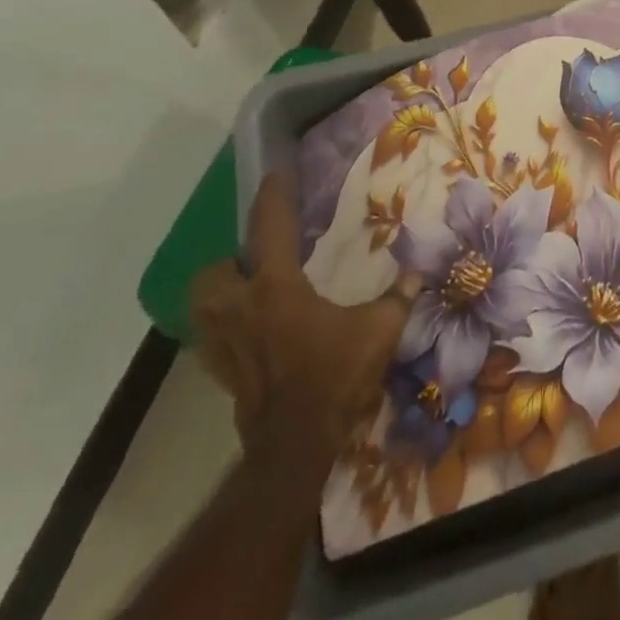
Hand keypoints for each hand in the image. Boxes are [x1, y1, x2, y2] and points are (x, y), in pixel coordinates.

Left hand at [192, 168, 417, 484]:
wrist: (295, 445)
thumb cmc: (334, 377)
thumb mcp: (379, 330)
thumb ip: (398, 297)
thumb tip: (418, 272)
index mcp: (276, 288)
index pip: (269, 228)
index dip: (274, 197)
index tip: (277, 174)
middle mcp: (241, 308)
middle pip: (214, 272)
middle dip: (230, 259)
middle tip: (260, 259)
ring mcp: (225, 344)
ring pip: (201, 306)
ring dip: (219, 292)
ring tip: (249, 291)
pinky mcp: (221, 373)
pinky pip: (210, 340)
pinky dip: (223, 329)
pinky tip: (249, 333)